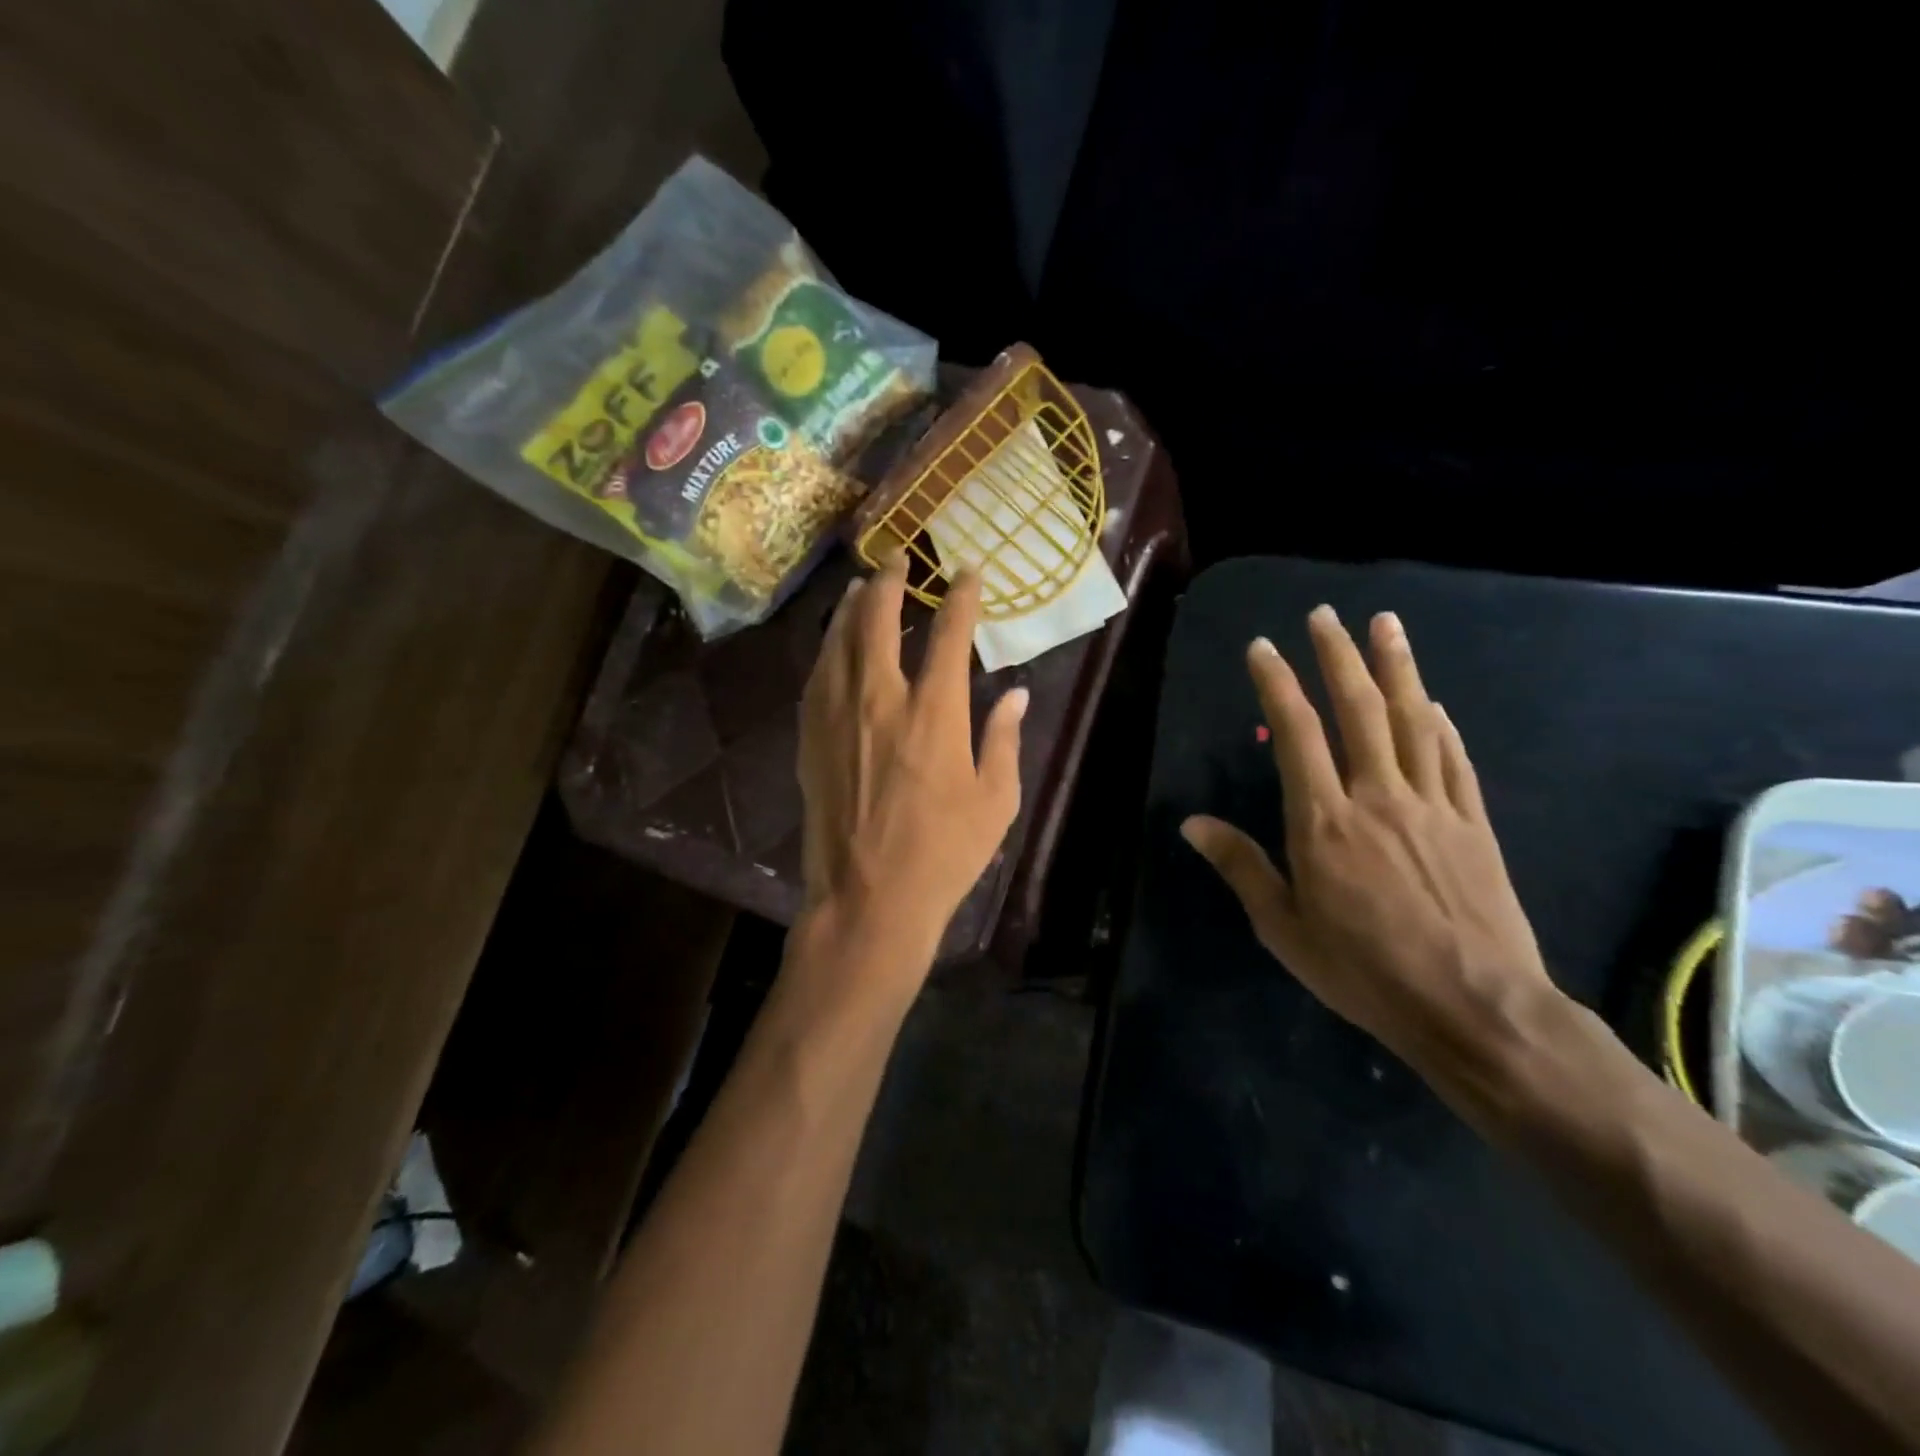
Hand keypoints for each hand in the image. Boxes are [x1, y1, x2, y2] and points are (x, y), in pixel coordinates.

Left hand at [798, 553, 1026, 969]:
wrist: (868, 899)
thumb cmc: (944, 854)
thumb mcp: (996, 802)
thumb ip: (1003, 740)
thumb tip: (1016, 696)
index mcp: (935, 714)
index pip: (948, 634)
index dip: (961, 598)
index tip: (968, 573)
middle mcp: (881, 701)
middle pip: (878, 622)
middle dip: (890, 583)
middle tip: (896, 559)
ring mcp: (837, 718)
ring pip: (839, 642)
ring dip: (851, 608)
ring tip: (861, 587)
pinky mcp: (810, 740)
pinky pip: (816, 678)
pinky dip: (827, 649)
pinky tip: (833, 643)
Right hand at [1181, 606, 1554, 1076]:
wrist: (1475, 1008)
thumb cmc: (1365, 971)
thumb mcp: (1284, 929)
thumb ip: (1241, 866)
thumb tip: (1192, 823)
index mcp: (1324, 822)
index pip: (1297, 734)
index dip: (1278, 684)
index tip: (1263, 647)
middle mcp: (1378, 797)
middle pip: (1360, 710)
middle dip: (1339, 656)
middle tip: (1326, 614)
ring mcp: (1433, 806)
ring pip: (1413, 721)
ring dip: (1398, 668)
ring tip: (1386, 625)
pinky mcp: (1474, 825)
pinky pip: (1454, 761)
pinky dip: (1442, 725)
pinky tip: (1435, 703)